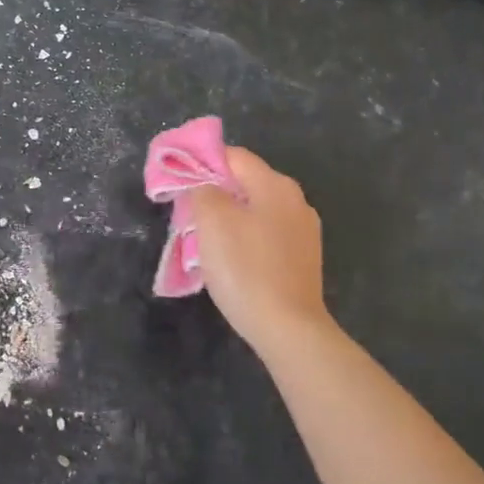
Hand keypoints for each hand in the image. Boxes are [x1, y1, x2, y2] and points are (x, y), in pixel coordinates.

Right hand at [185, 147, 332, 353]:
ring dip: (230, 219)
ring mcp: (304, 231)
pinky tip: (234, 261)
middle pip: (247, 183)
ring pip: (256, 211)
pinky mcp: (304, 258)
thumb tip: (203, 184)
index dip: (203, 163)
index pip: (234, 156)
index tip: (179, 183)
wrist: (288, 328)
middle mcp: (296, 200)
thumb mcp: (212, 222)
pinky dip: (247, 239)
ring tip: (207, 241)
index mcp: (275, 185)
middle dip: (215, 194)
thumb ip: (203, 191)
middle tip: (188, 215)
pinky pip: (268, 235)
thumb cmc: (246, 269)